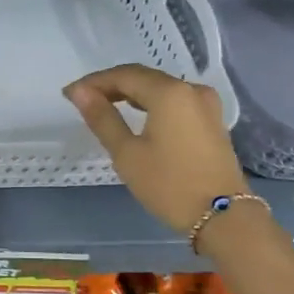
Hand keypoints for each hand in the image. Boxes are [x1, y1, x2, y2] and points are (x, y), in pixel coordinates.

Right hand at [65, 64, 248, 232]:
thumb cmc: (169, 185)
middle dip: (111, 85)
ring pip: (160, 88)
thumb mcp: (127, 153)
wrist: (223, 217)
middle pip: (143, 77)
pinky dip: (151, 104)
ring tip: (105, 107)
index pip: (123, 75)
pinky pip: (174, 101)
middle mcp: (190, 89)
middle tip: (83, 100)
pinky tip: (137, 116)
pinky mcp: (211, 120)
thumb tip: (79, 92)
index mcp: (169, 92)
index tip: (69, 95)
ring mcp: (205, 104)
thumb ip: (102, 118)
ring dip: (131, 93)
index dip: (94, 82)